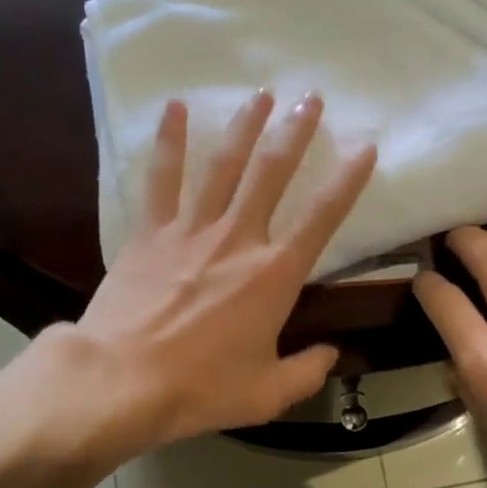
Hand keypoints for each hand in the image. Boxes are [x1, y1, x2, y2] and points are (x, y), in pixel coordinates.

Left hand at [68, 91, 375, 454]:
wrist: (122, 381)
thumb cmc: (201, 388)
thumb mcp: (268, 393)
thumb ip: (308, 371)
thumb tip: (331, 354)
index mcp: (275, 274)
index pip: (323, 217)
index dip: (348, 179)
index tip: (365, 147)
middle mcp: (239, 238)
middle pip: (273, 173)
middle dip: (296, 132)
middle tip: (311, 97)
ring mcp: (192, 230)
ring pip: (224, 165)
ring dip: (245, 126)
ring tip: (262, 94)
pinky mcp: (151, 233)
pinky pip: (162, 179)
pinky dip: (169, 142)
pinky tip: (174, 108)